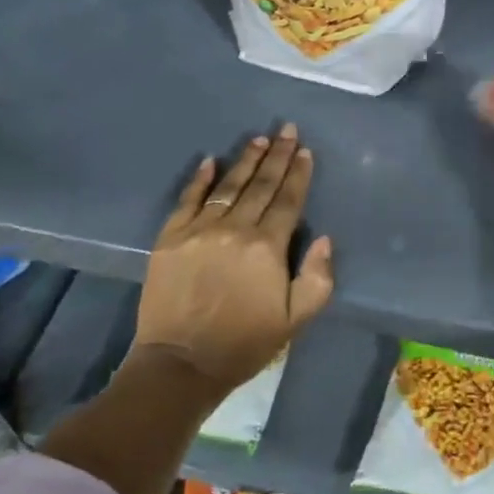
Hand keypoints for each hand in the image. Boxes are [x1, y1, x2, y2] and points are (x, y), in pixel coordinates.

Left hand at [133, 124, 335, 389]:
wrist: (181, 364)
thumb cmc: (245, 343)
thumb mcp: (296, 319)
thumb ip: (317, 278)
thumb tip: (323, 238)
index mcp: (267, 247)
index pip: (288, 200)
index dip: (298, 174)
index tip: (304, 150)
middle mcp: (235, 229)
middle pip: (260, 185)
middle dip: (276, 156)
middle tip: (285, 129)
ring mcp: (199, 231)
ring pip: (228, 187)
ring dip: (245, 161)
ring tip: (258, 139)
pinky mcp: (170, 239)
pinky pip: (188, 200)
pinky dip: (199, 179)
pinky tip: (209, 161)